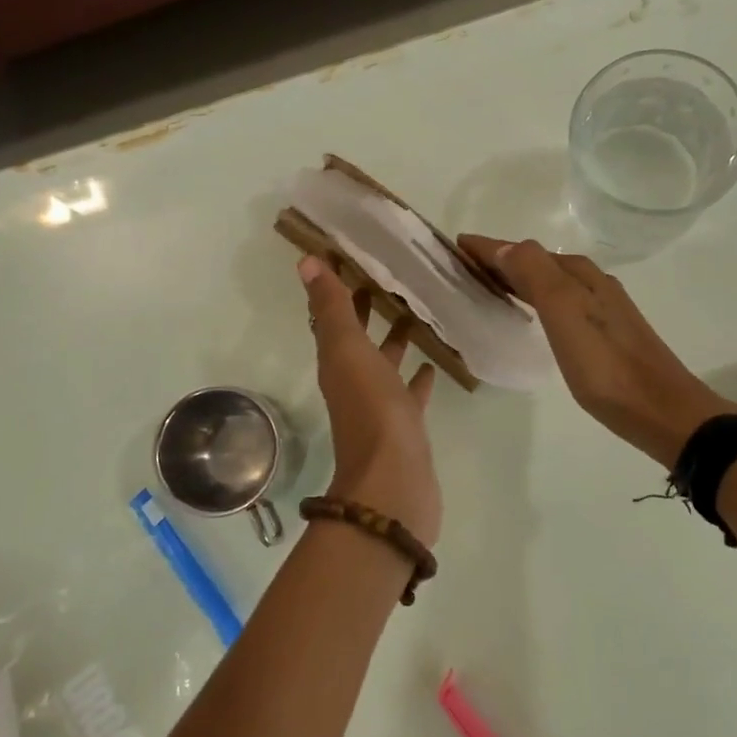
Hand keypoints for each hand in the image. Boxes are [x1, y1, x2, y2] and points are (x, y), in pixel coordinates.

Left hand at [299, 256, 442, 543]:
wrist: (393, 483)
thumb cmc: (372, 411)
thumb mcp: (348, 352)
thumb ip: (331, 308)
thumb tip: (305, 262)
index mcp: (336, 360)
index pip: (332, 314)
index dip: (337, 285)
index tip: (352, 253)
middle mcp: (353, 380)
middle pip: (357, 337)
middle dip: (367, 308)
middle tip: (388, 276)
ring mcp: (380, 404)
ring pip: (384, 362)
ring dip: (394, 339)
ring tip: (415, 312)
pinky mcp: (405, 424)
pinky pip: (409, 392)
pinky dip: (417, 376)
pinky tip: (432, 364)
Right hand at [459, 236, 736, 467]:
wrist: (662, 411)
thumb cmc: (607, 366)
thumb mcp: (565, 314)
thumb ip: (535, 275)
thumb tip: (504, 246)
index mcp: (578, 275)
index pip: (523, 251)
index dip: (488, 247)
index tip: (455, 246)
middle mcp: (592, 283)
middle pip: (536, 263)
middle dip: (500, 261)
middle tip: (463, 268)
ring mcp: (602, 308)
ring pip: (549, 283)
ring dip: (517, 280)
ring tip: (488, 287)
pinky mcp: (606, 334)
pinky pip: (560, 303)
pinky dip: (535, 300)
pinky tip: (532, 316)